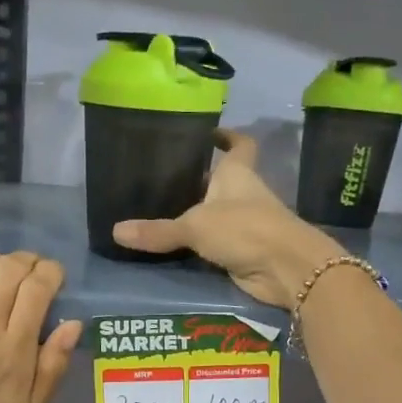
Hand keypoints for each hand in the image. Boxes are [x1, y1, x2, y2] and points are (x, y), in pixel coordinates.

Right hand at [112, 132, 341, 307]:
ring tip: (158, 211)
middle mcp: (243, 194)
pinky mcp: (244, 251)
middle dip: (198, 179)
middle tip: (162, 178)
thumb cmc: (245, 229)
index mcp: (237, 173)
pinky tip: (174, 246)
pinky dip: (199, 245)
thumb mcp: (195, 226)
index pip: (239, 144)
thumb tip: (116, 231)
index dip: (226, 136)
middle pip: (221, 181)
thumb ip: (158, 230)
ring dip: (196, 214)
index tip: (208, 133)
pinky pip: (216, 243)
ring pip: (217, 213)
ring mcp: (246, 224)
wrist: (286, 269)